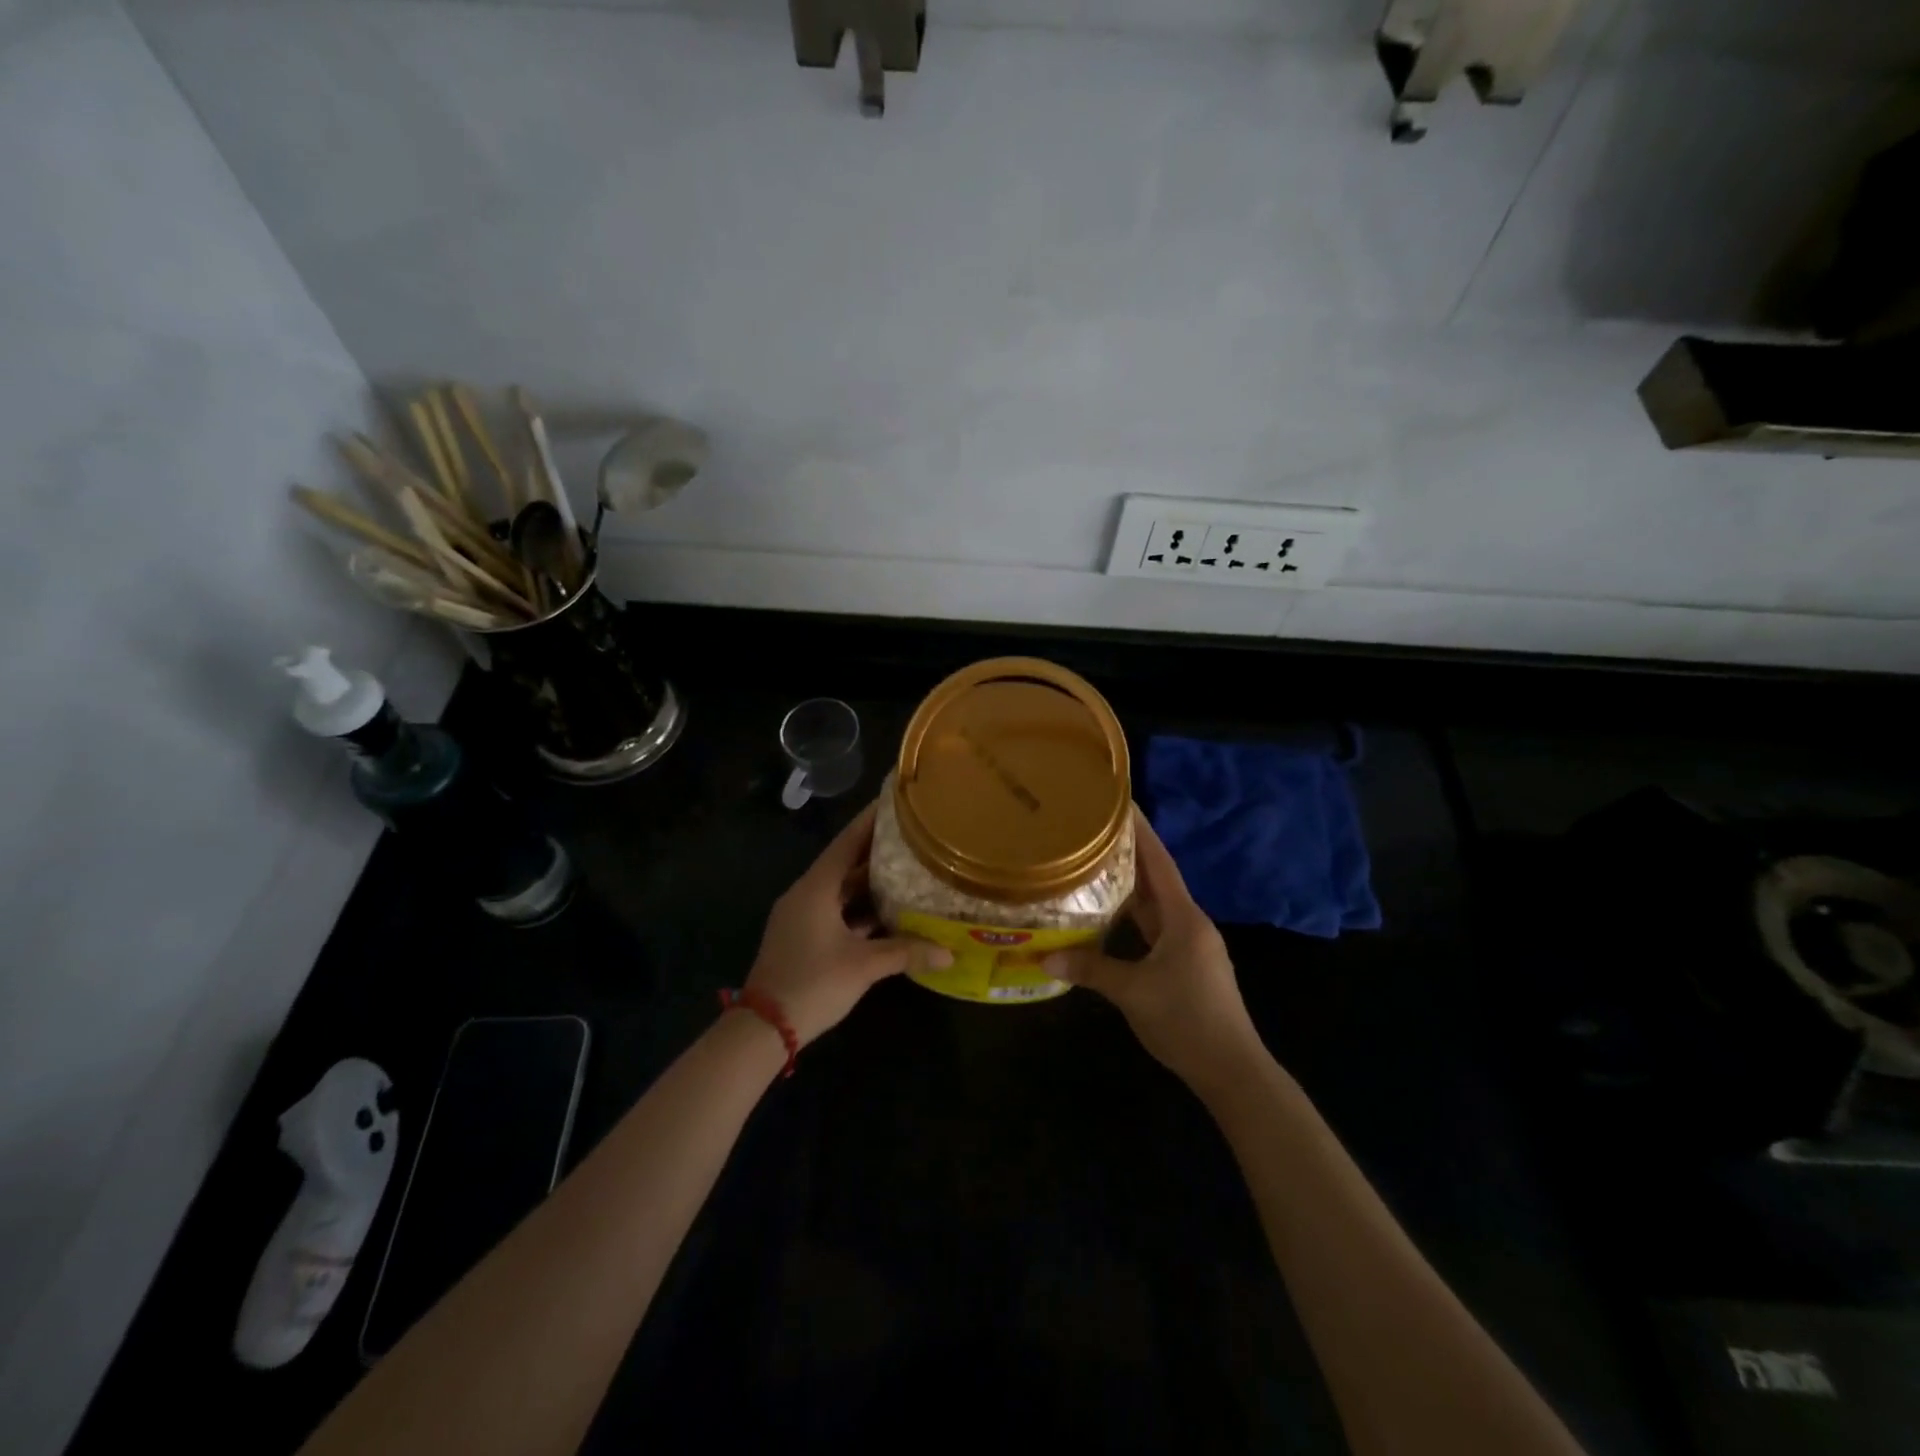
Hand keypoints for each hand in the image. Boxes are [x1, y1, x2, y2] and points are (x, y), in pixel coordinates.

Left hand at [744, 802, 951, 1047]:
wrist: (763, 1028)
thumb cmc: (812, 983)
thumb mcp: (863, 966)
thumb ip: (906, 953)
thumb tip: (949, 953)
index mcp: (816, 888)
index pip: (847, 842)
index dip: (870, 821)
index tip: (894, 802)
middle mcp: (807, 894)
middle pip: (846, 863)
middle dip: (877, 851)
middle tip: (912, 837)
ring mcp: (802, 916)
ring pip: (841, 889)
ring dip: (870, 882)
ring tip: (908, 870)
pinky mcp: (803, 936)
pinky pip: (836, 910)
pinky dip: (859, 908)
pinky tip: (888, 913)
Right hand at [1045, 809, 1263, 1092]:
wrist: (1232, 1070)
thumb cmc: (1186, 1019)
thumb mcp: (1133, 992)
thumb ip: (1090, 969)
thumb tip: (1044, 957)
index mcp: (1184, 919)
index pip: (1159, 864)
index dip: (1142, 833)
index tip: (1123, 804)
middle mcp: (1190, 924)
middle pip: (1156, 881)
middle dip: (1129, 856)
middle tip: (1095, 832)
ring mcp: (1190, 946)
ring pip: (1155, 907)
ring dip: (1130, 888)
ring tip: (1096, 866)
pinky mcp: (1186, 966)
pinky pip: (1155, 930)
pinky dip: (1134, 918)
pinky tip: (1110, 918)